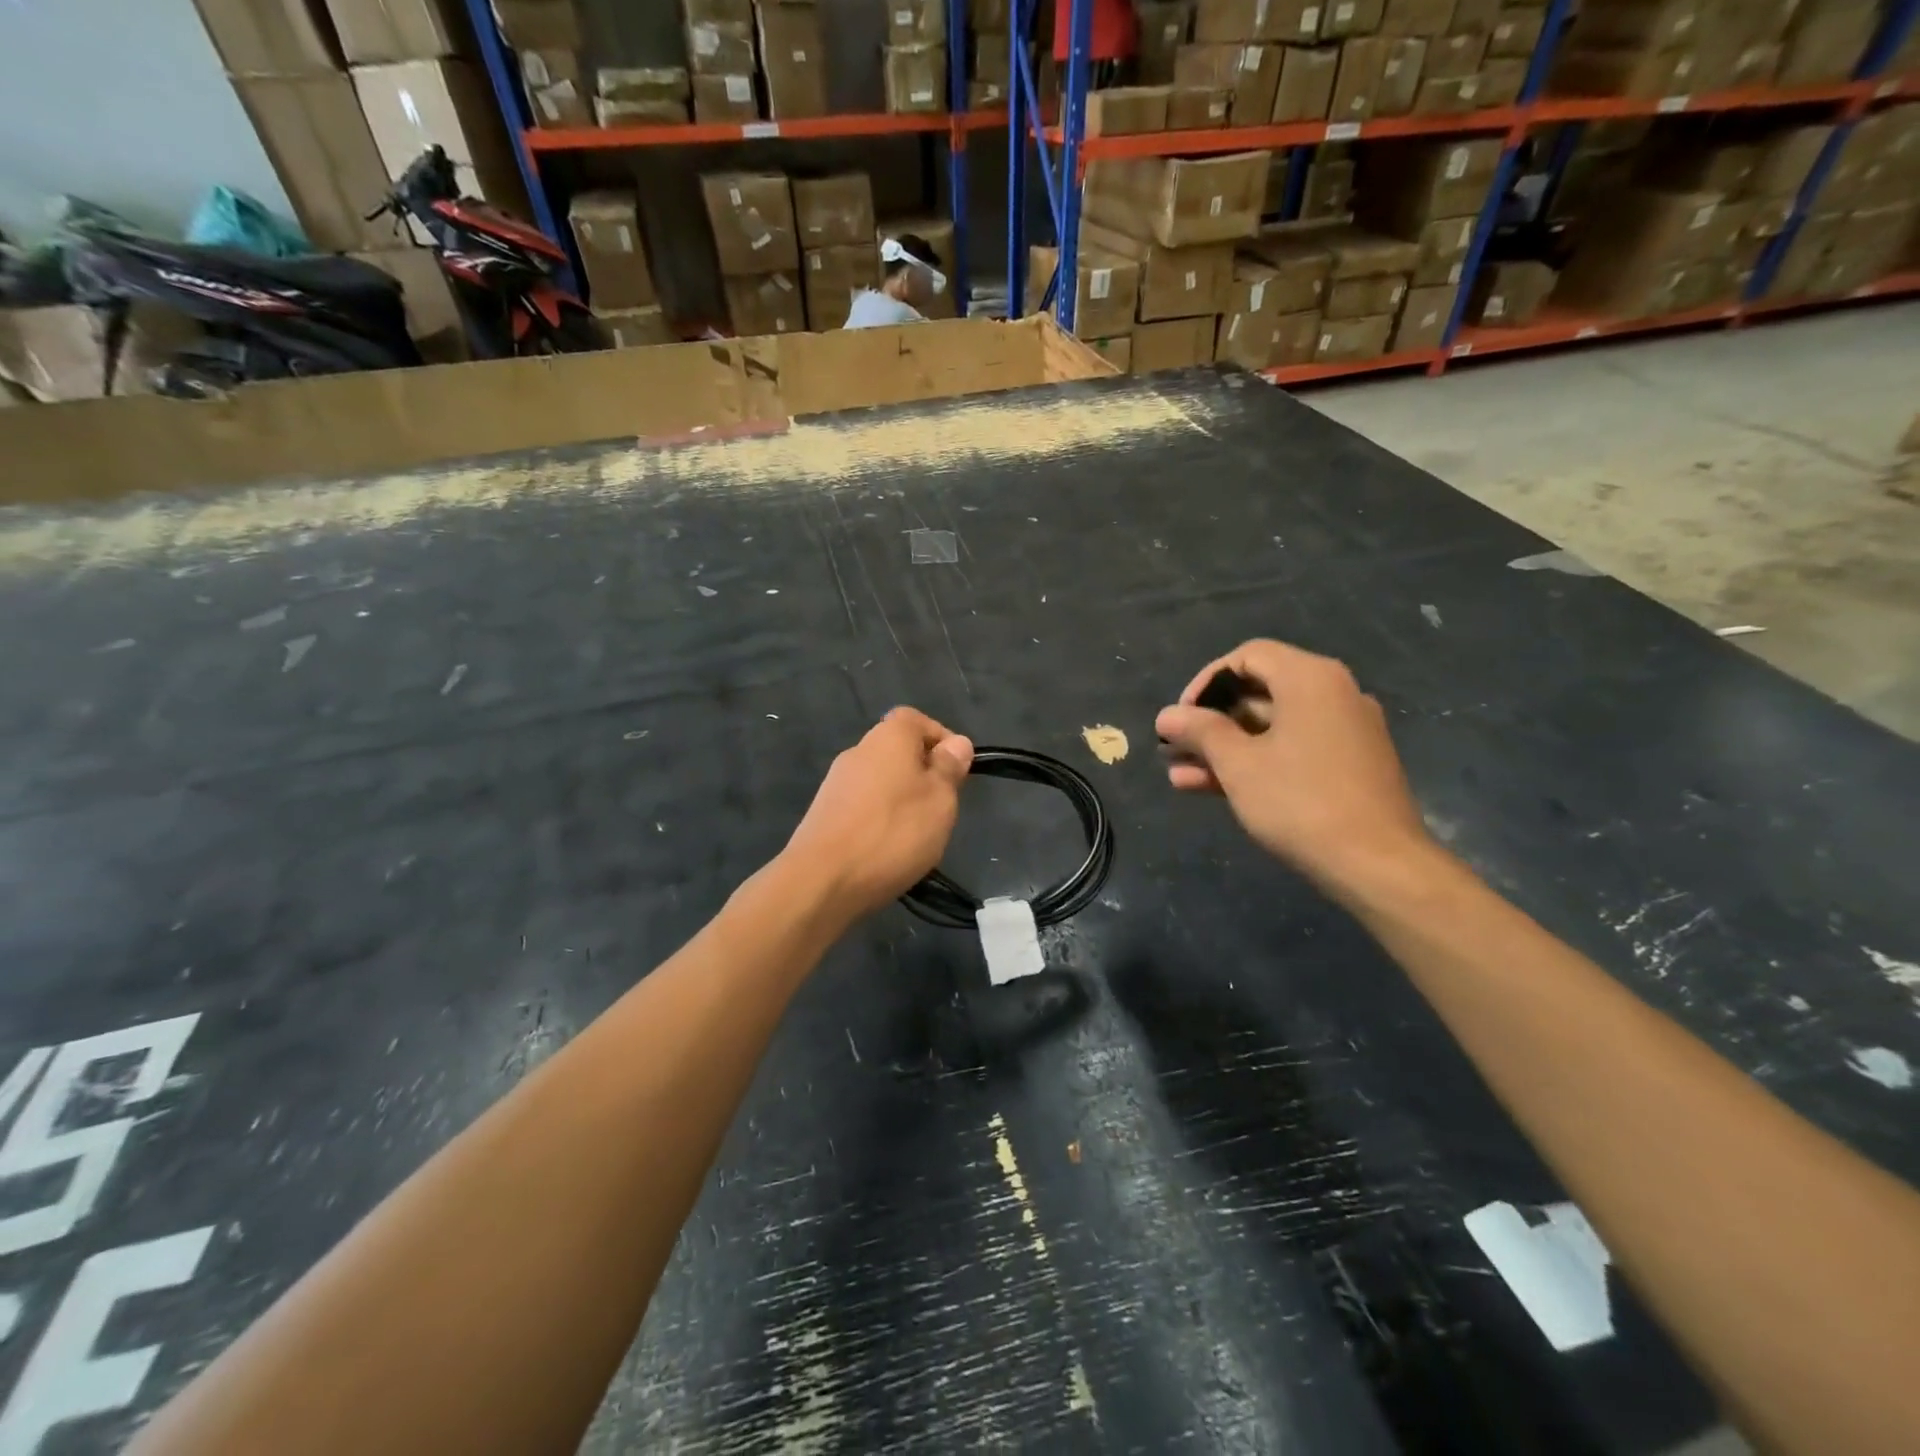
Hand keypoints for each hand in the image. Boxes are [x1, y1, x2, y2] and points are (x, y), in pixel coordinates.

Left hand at [783, 707, 973, 922]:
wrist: (822, 880)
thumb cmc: (894, 832)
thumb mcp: (940, 799)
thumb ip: (949, 768)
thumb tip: (957, 743)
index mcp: (888, 737)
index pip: (916, 719)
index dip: (940, 738)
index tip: (958, 770)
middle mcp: (859, 751)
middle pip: (898, 750)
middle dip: (923, 774)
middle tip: (942, 808)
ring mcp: (836, 783)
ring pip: (880, 781)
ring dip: (902, 800)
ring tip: (918, 835)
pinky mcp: (824, 814)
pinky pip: (863, 806)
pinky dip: (880, 820)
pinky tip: (887, 850)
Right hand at [1155, 640, 1431, 894]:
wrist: (1378, 864)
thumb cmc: (1301, 801)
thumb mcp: (1238, 764)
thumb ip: (1200, 731)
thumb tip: (1167, 715)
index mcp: (1310, 679)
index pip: (1248, 657)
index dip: (1205, 682)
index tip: (1181, 717)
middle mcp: (1333, 694)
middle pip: (1258, 692)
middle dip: (1210, 722)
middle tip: (1174, 748)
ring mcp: (1344, 731)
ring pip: (1271, 727)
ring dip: (1224, 747)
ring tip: (1179, 774)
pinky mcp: (1348, 765)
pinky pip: (1291, 749)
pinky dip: (1254, 761)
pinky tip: (1210, 787)